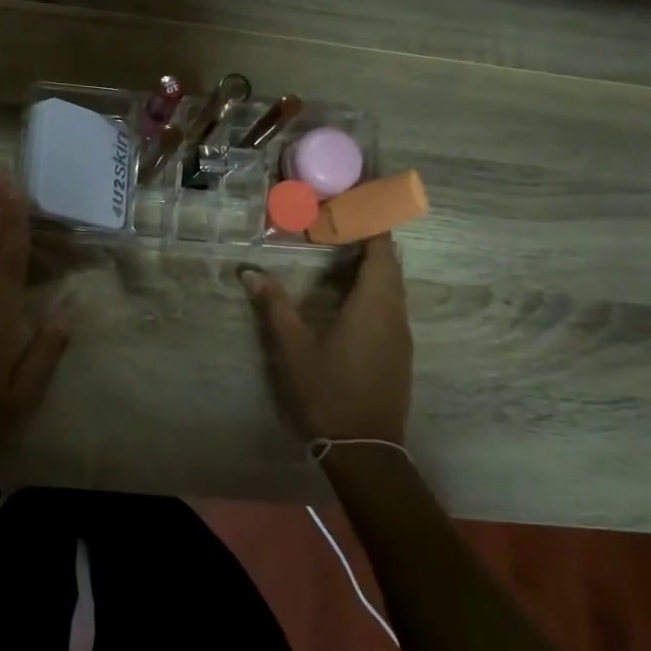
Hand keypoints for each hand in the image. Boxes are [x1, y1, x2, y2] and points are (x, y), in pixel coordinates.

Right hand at [241, 236, 411, 443]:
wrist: (365, 447)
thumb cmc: (328, 391)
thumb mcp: (294, 347)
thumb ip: (275, 306)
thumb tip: (250, 273)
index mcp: (373, 304)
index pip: (381, 250)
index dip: (371, 223)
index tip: (353, 203)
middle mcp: (394, 313)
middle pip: (391, 264)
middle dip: (371, 238)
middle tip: (342, 222)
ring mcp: (400, 334)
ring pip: (394, 286)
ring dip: (375, 264)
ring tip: (344, 250)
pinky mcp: (399, 351)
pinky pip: (392, 304)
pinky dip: (377, 286)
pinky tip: (351, 294)